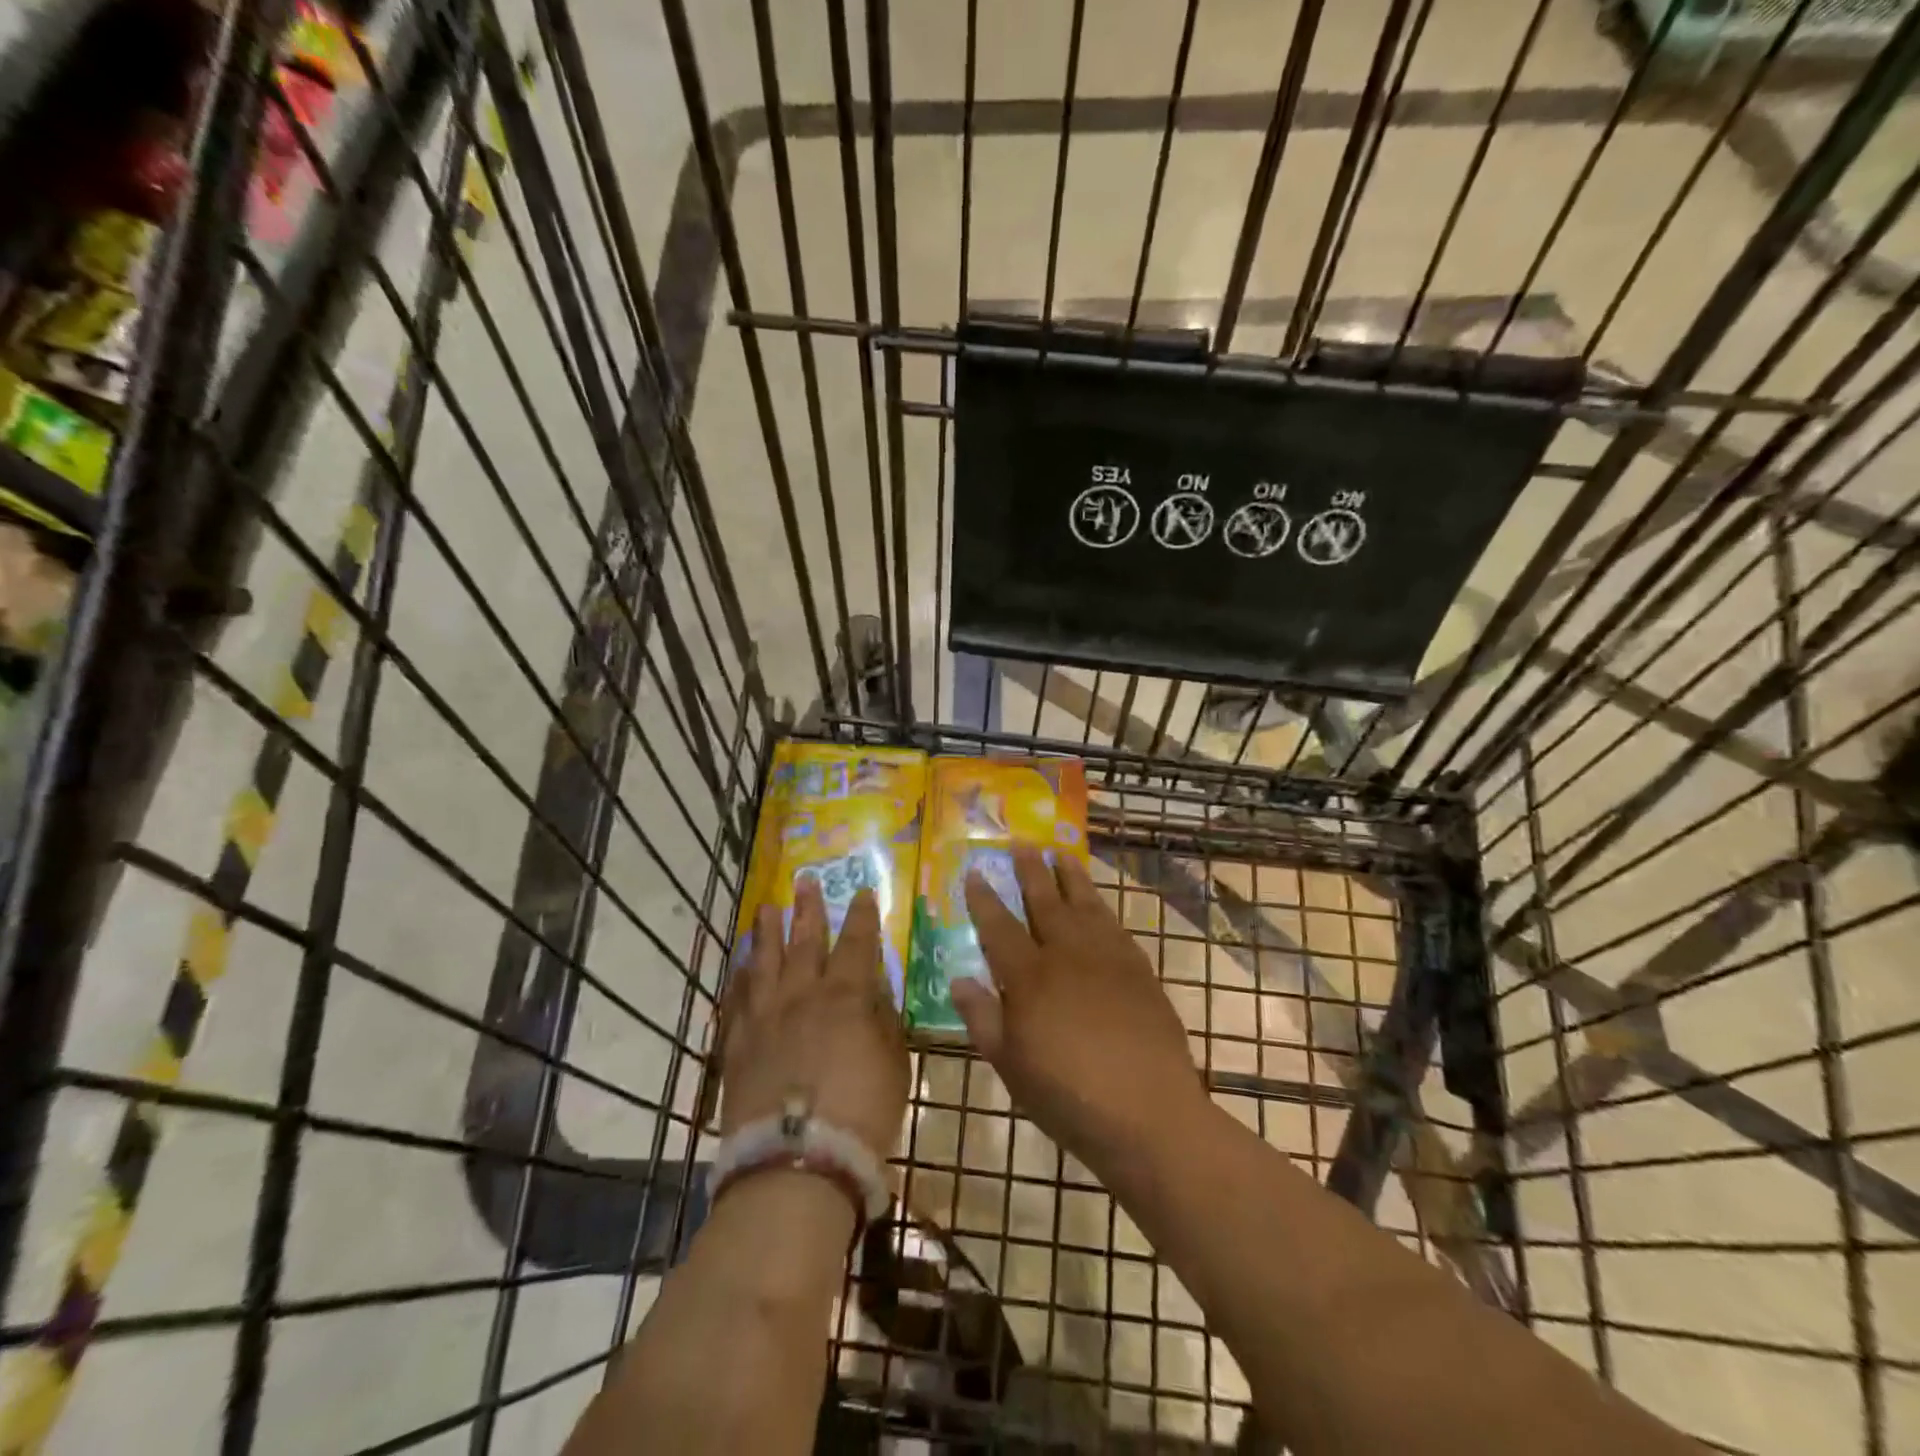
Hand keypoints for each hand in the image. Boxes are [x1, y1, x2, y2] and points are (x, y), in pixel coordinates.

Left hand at [720, 878, 909, 1161]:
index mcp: (846, 997)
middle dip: (809, 910)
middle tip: (805, 881)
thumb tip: (876, 992)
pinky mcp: (738, 1045)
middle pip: (805, 942)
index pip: (857, 944)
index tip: (864, 892)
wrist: (796, 1162)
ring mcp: (765, 1018)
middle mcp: (803, 996)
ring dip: (767, 933)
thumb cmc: (861, 1114)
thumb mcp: (895, 1065)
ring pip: (764, 962)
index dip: (862, 916)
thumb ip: (885, 1022)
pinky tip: (740, 966)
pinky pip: (736, 1001)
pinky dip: (739, 979)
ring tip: (766, 908)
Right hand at [951, 846, 1208, 1171]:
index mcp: (1029, 977)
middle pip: (1044, 901)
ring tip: (1062, 855)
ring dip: (1071, 878)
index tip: (976, 872)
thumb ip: (982, 1018)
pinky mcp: (1139, 969)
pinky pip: (1115, 925)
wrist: (1148, 1112)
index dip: (984, 898)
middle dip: (1031, 871)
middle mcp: (1067, 954)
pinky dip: (1102, 908)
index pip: (999, 926)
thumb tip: (960, 978)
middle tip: (1023, 843)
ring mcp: (1107, 957)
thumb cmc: (1068, 1096)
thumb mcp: (1010, 1066)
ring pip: (1084, 904)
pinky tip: (1099, 906)